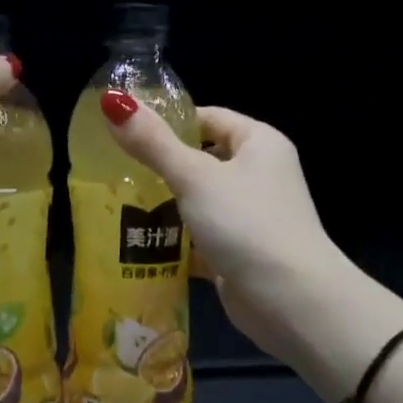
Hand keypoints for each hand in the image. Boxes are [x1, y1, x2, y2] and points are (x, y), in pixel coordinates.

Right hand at [99, 92, 367, 380]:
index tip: (126, 133)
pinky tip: (137, 245)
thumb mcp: (195, 177)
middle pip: (201, 160)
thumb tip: (112, 100)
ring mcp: (250, 217)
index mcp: (259, 144)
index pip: (209, 117)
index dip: (170, 122)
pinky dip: (174, 242)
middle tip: (112, 171)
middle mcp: (259, 175)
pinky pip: (199, 238)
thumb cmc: (246, 224)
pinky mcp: (239, 253)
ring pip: (197, 202)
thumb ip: (153, 143)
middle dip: (159, 168)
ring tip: (116, 205)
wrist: (291, 302)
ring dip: (163, 206)